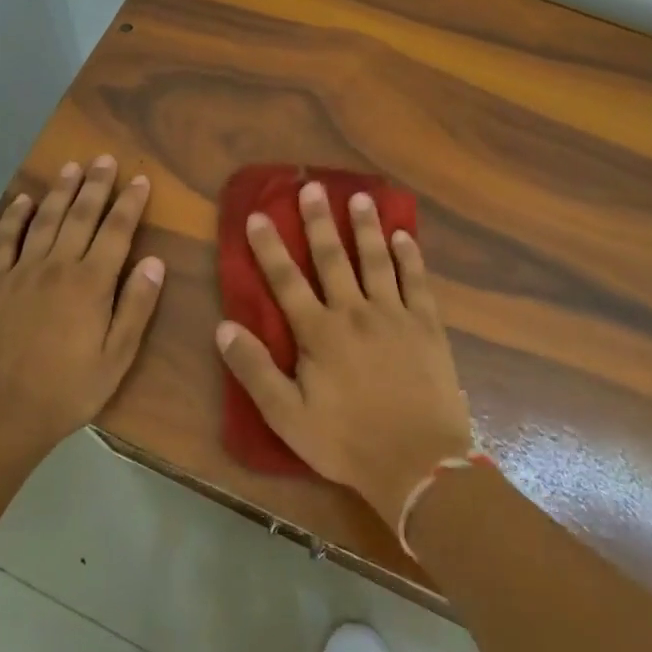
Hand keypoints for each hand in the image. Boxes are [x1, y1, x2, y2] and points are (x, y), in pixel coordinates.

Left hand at [0, 155, 164, 455]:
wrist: (2, 412)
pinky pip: (4, 240)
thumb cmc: (69, 389)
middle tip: (105, 159)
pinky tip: (22, 199)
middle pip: (80, 216)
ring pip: (45, 220)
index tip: (139, 179)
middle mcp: (57, 266)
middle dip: (96, 185)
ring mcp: (21, 272)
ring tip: (72, 167)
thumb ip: (136, 306)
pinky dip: (14, 217)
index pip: (116, 231)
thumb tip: (155, 262)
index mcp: (91, 283)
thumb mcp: (117, 356)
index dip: (129, 203)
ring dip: (60, 191)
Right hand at [215, 180, 472, 528]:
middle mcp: (355, 312)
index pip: (286, 280)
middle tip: (312, 187)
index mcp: (320, 333)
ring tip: (360, 196)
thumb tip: (223, 327)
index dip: (269, 247)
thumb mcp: (288, 416)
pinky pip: (417, 282)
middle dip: (319, 221)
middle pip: (333, 258)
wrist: (419, 464)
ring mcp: (395, 316)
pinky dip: (410, 257)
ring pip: (377, 260)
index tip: (257, 215)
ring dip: (366, 227)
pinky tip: (405, 236)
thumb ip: (255, 370)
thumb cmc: (347, 442)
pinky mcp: (427, 326)